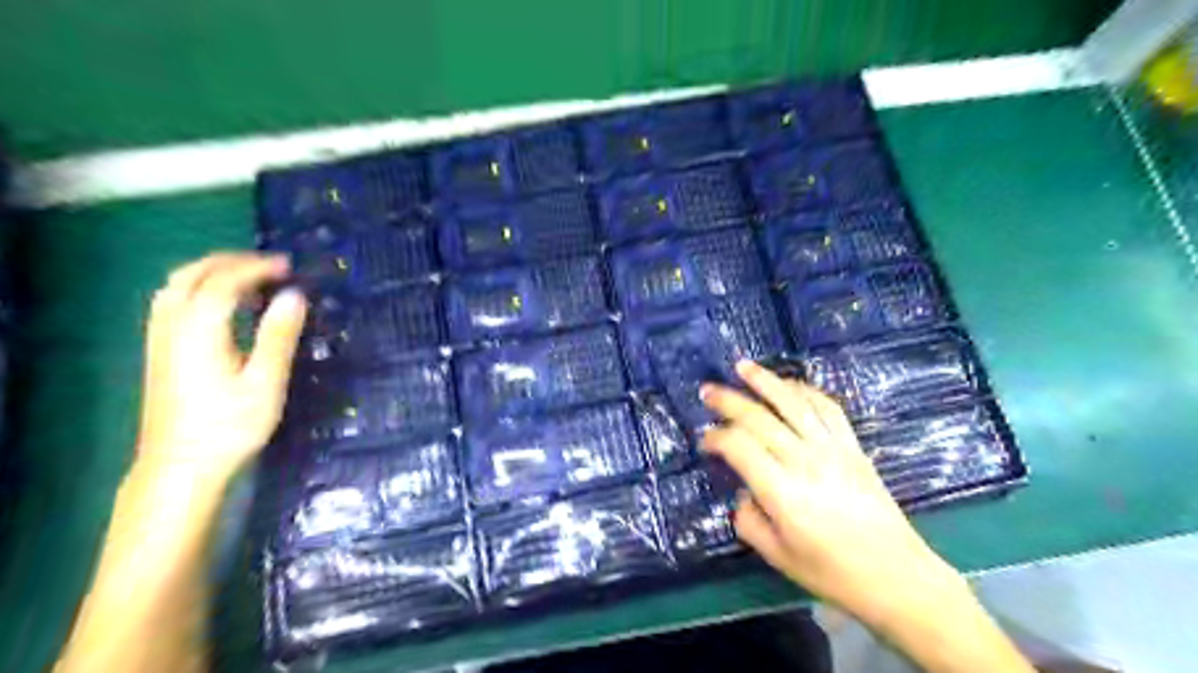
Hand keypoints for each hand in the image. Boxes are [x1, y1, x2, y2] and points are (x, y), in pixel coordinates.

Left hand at [134, 256, 306, 480]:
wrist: (180, 467)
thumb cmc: (230, 427)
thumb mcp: (265, 382)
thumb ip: (278, 336)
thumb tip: (294, 296)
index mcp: (200, 331)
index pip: (224, 282)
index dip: (256, 268)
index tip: (288, 266)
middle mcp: (172, 327)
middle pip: (193, 276)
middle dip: (231, 262)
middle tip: (270, 266)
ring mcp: (160, 339)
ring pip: (176, 287)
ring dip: (211, 272)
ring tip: (249, 279)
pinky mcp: (159, 352)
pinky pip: (172, 302)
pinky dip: (198, 289)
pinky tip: (222, 305)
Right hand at [705, 363, 962, 631]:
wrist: (896, 576)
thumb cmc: (832, 572)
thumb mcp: (777, 557)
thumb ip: (748, 520)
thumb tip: (743, 492)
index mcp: (782, 492)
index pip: (739, 447)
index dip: (716, 438)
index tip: (705, 442)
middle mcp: (805, 462)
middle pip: (760, 418)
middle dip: (729, 401)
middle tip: (707, 391)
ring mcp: (832, 449)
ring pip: (793, 403)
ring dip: (765, 381)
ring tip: (743, 367)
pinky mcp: (853, 447)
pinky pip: (828, 408)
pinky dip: (805, 391)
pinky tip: (790, 385)